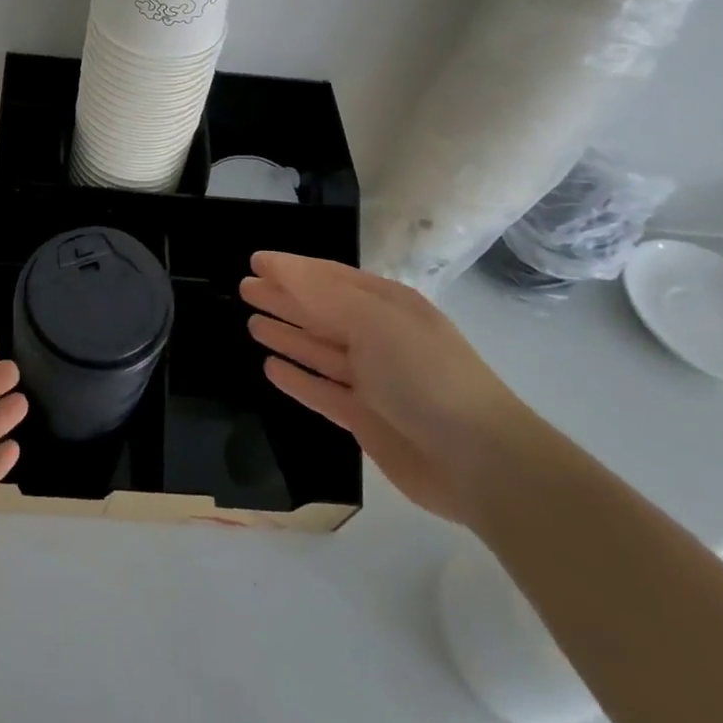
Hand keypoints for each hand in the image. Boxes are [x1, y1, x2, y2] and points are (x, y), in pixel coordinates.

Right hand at [241, 252, 527, 522]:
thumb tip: (276, 267)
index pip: (329, 278)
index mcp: (386, 305)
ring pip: (318, 350)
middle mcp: (378, 336)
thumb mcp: (373, 321)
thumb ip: (321, 294)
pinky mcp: (365, 418)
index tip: (255, 261)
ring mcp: (372, 380)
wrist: (479, 460)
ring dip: (287, 335)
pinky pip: (322, 391)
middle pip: (321, 311)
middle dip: (284, 299)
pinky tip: (271, 368)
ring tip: (251, 323)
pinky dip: (298, 379)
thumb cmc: (424, 375)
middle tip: (244, 289)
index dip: (291, 269)